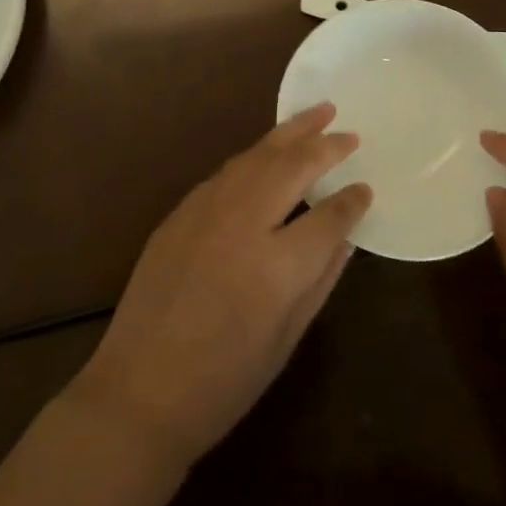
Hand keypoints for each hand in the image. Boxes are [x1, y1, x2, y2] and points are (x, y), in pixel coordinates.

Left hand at [68, 104, 372, 469]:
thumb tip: (344, 238)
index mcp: (276, 266)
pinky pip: (226, 172)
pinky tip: (268, 152)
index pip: (328, 216)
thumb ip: (319, 280)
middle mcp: (242, 224)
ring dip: (289, 133)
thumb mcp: (285, 340)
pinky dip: (254, 156)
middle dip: (324, 145)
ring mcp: (205, 212)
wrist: (139, 391)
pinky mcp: (180, 212)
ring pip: (255, 157)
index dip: (352, 200)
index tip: (366, 187)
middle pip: (291, 167)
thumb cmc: (223, 382)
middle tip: (349, 131)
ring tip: (317, 114)